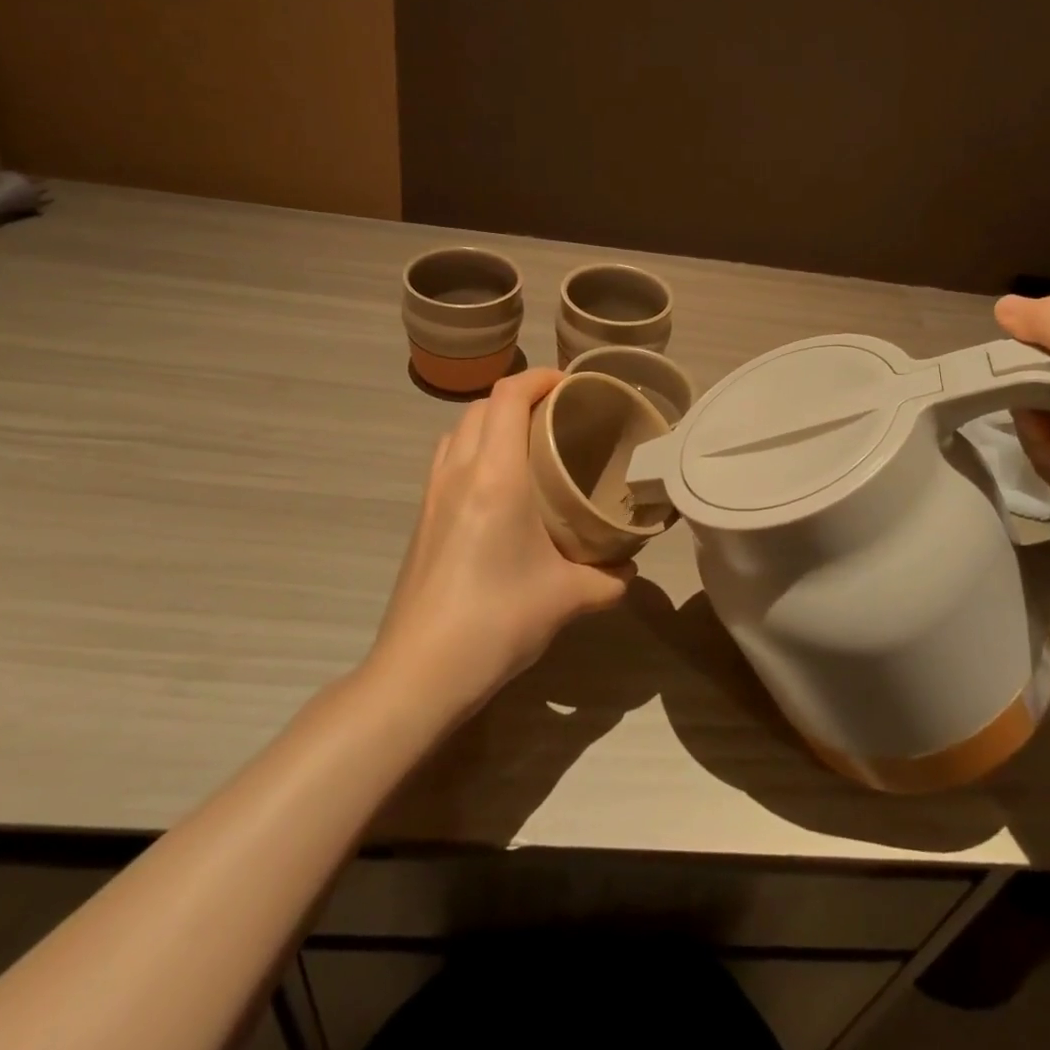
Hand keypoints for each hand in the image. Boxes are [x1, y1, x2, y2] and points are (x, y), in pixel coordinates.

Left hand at [370, 368, 631, 722]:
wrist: (419, 672)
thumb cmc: (497, 620)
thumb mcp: (568, 598)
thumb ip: (608, 579)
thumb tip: (629, 571)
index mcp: (495, 475)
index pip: (508, 396)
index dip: (540, 378)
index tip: (572, 384)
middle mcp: (458, 472)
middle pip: (482, 406)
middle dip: (520, 396)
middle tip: (558, 415)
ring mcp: (432, 495)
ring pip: (458, 430)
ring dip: (491, 421)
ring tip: (528, 443)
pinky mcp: (421, 519)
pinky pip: (447, 460)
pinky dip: (473, 450)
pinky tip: (499, 487)